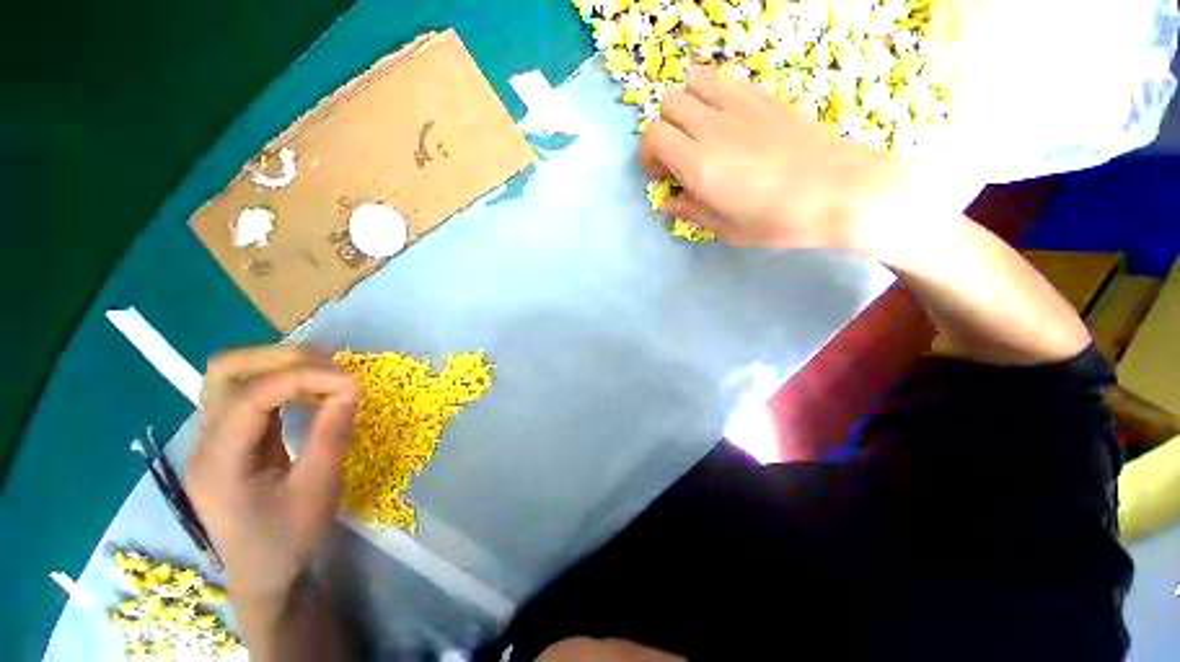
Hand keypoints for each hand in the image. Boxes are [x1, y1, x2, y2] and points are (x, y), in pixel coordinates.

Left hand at [188, 346, 359, 619]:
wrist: (265, 575)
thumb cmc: (289, 539)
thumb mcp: (317, 489)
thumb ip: (331, 433)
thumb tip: (351, 388)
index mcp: (219, 463)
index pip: (250, 396)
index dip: (304, 378)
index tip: (352, 382)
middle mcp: (206, 442)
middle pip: (225, 372)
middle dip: (281, 358)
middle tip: (332, 364)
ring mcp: (214, 438)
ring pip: (234, 376)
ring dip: (282, 364)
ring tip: (327, 371)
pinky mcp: (231, 439)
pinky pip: (251, 393)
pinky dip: (284, 382)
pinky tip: (313, 390)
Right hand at [638, 67, 911, 250]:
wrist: (838, 190)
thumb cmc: (776, 220)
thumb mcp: (725, 228)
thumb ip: (691, 212)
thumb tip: (668, 205)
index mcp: (699, 164)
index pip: (653, 136)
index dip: (648, 154)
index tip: (661, 174)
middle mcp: (712, 127)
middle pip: (669, 104)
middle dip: (665, 129)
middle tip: (679, 155)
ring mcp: (739, 105)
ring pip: (693, 81)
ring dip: (687, 104)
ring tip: (699, 131)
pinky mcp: (763, 95)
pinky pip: (725, 80)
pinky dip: (714, 95)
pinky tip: (727, 120)